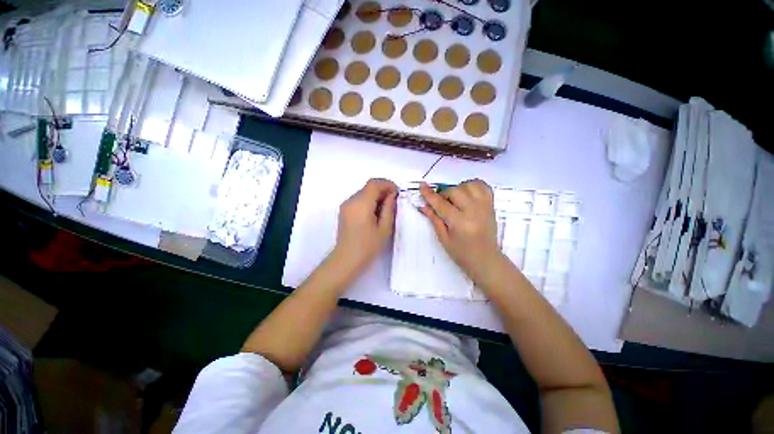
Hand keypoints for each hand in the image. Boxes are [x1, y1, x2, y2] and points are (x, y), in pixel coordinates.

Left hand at [333, 178, 397, 274]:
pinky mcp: (344, 211)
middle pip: (368, 187)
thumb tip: (392, 195)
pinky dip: (369, 201)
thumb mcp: (384, 228)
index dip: (387, 184)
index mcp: (361, 204)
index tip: (397, 192)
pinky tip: (374, 213)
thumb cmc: (368, 246)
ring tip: (385, 209)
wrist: (346, 259)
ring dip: (376, 195)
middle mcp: (351, 200)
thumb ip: (389, 209)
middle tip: (393, 201)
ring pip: (364, 192)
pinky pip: (358, 199)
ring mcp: (346, 205)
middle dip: (382, 190)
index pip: (374, 184)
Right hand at [420, 180, 501, 283]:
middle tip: (441, 204)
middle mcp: (473, 211)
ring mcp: (484, 206)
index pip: (441, 204)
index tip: (422, 186)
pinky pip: (483, 186)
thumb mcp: (443, 239)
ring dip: (458, 188)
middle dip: (444, 194)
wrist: (486, 259)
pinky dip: (472, 185)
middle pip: (455, 191)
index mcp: (460, 222)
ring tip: (455, 199)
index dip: (430, 194)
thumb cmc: (461, 253)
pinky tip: (467, 193)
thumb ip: (434, 219)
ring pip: (469, 185)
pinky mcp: (491, 205)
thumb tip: (424, 205)